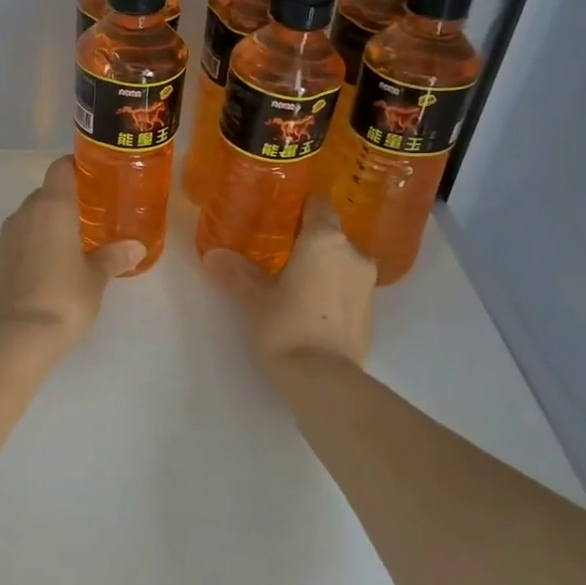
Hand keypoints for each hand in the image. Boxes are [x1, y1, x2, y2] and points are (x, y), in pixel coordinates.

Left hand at [0, 156, 142, 349]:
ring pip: (31, 217)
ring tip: (74, 242)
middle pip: (45, 193)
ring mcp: (7, 237)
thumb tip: (135, 247)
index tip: (95, 178)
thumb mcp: (96, 278)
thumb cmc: (64, 298)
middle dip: (66, 200)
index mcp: (52, 207)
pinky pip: (20, 240)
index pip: (60, 169)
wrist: (17, 337)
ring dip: (49, 223)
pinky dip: (36, 244)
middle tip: (92, 215)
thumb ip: (114, 257)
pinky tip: (52, 265)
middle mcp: (25, 214)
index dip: (77, 167)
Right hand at [202, 200, 374, 374]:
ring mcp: (368, 284)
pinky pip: (349, 288)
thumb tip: (213, 255)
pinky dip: (333, 291)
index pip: (319, 205)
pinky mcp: (372, 312)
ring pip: (343, 263)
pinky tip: (312, 307)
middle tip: (280, 251)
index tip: (281, 212)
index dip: (301, 206)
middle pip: (332, 235)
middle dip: (309, 241)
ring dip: (323, 267)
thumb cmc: (286, 326)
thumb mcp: (254, 299)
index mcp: (325, 240)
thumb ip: (237, 272)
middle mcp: (353, 254)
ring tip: (295, 281)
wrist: (323, 379)